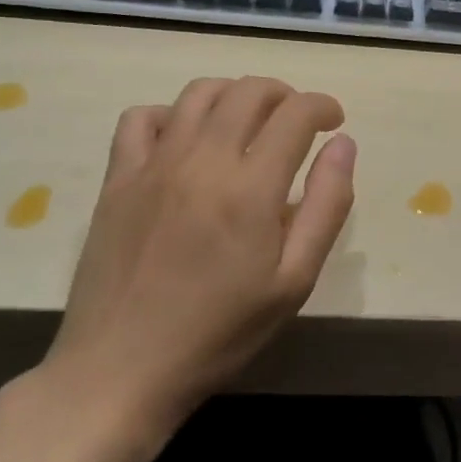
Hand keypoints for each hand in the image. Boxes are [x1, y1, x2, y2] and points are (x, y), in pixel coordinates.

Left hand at [0, 77, 355, 461]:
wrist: (121, 370)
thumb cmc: (220, 332)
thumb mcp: (294, 281)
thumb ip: (327, 205)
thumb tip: (343, 144)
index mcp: (251, 188)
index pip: (295, 113)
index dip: (323, 106)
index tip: (334, 122)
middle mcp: (202, 161)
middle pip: (249, 91)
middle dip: (284, 95)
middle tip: (297, 122)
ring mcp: (153, 165)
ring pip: (199, 93)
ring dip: (234, 94)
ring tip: (248, 121)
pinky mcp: (117, 180)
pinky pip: (140, 118)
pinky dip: (172, 114)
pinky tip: (185, 140)